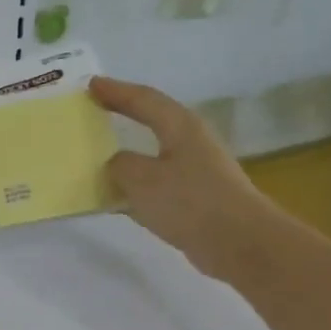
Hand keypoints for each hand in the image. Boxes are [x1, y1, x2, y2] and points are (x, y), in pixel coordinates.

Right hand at [90, 76, 271, 280]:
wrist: (240, 243)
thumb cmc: (190, 201)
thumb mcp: (141, 179)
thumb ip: (120, 165)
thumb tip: (116, 163)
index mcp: (180, 126)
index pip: (143, 99)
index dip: (116, 91)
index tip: (90, 85)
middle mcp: (190, 143)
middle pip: (152, 122)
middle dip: (123, 116)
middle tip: (94, 112)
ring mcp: (196, 172)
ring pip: (152, 156)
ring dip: (127, 155)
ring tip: (97, 157)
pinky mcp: (195, 199)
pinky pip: (155, 185)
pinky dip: (134, 187)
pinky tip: (116, 198)